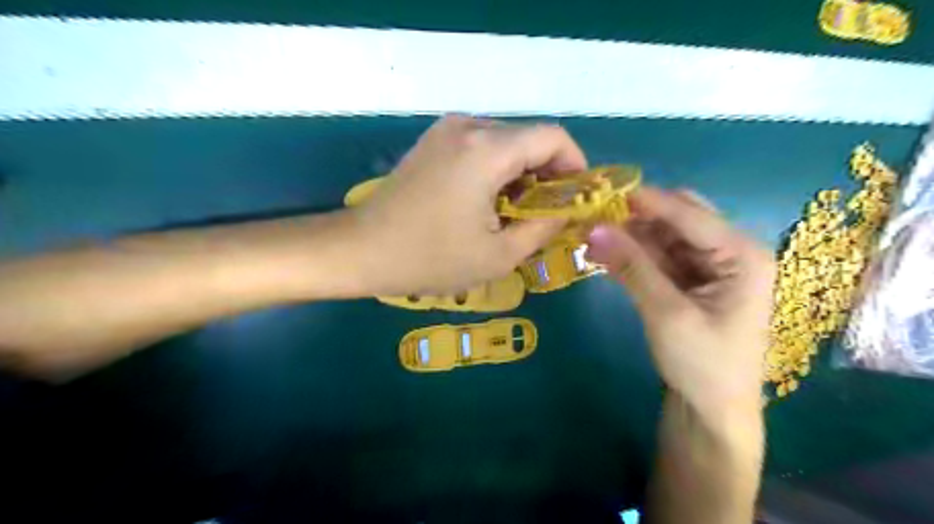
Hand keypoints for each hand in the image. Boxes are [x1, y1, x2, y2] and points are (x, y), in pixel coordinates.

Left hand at [345, 115, 584, 295]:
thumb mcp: (499, 254)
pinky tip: (489, 203)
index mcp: (487, 150)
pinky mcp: (433, 142)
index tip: (576, 198)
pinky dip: (497, 171)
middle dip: (548, 174)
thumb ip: (544, 227)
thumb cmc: (430, 258)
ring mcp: (446, 131)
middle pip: (529, 139)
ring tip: (517, 214)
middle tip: (548, 214)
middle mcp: (468, 127)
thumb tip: (568, 210)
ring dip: (522, 174)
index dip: (575, 165)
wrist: (362, 250)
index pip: (553, 137)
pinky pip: (481, 147)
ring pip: (506, 143)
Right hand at [590, 187, 773, 417]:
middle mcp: (730, 252)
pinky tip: (606, 255)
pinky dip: (634, 256)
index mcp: (742, 254)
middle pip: (679, 219)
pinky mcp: (692, 281)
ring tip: (592, 236)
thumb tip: (593, 227)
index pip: (689, 213)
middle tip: (595, 217)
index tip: (603, 190)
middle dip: (637, 217)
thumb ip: (631, 266)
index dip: (645, 200)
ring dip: (630, 237)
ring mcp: (710, 267)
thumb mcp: (666, 313)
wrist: (713, 411)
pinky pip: (659, 258)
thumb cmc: (703, 364)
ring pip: (664, 237)